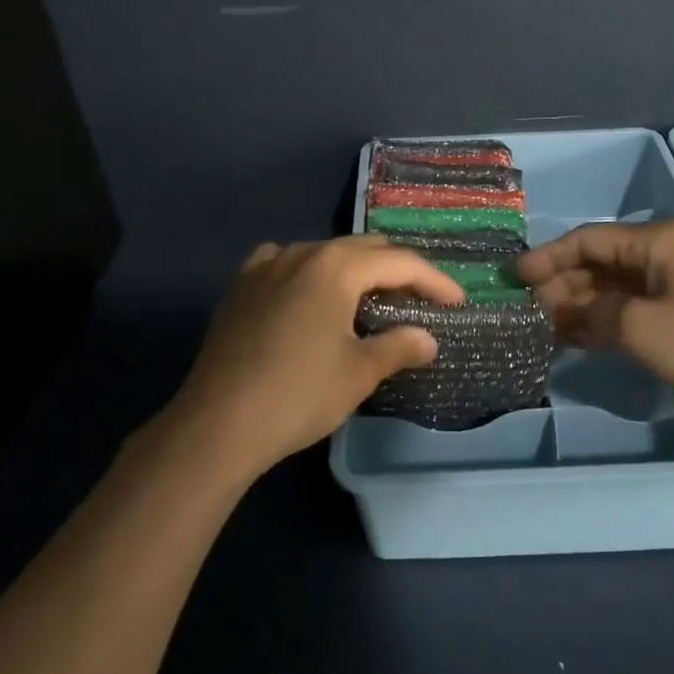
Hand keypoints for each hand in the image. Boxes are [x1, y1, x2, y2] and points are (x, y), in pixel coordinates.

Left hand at [165, 235, 464, 479]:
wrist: (217, 423)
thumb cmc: (298, 395)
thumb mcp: (358, 373)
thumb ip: (398, 347)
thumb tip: (427, 339)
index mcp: (336, 266)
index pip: (400, 262)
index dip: (434, 281)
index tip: (457, 303)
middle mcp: (302, 253)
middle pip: (364, 249)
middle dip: (397, 272)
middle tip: (420, 302)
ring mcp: (266, 265)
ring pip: (325, 254)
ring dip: (355, 272)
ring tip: (371, 300)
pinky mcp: (241, 286)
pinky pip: (286, 264)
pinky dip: (311, 274)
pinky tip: (311, 294)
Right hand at [516, 219, 673, 428]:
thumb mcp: (639, 326)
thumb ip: (593, 314)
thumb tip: (565, 312)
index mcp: (654, 242)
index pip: (587, 240)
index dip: (548, 257)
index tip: (515, 278)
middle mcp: (659, 255)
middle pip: (597, 263)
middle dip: (560, 284)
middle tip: (525, 310)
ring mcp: (670, 285)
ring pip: (610, 288)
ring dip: (577, 305)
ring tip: (542, 327)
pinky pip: (627, 309)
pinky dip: (600, 321)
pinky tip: (573, 338)